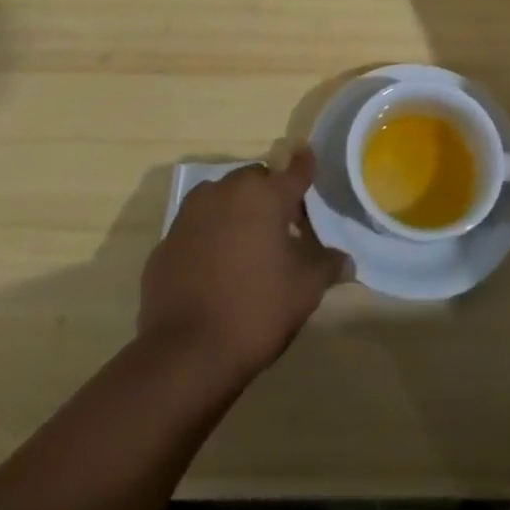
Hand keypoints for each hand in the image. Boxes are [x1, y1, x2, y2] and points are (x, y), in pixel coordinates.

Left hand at [138, 147, 347, 388]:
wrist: (185, 353)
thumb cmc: (256, 311)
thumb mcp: (305, 290)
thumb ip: (326, 266)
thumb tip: (344, 260)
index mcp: (264, 195)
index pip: (294, 171)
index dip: (305, 165)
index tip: (308, 156)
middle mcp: (224, 192)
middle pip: (255, 181)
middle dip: (270, 196)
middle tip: (283, 228)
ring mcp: (190, 214)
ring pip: (222, 199)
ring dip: (236, 212)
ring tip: (247, 246)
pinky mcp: (166, 241)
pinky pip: (197, 228)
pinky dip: (209, 237)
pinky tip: (215, 269)